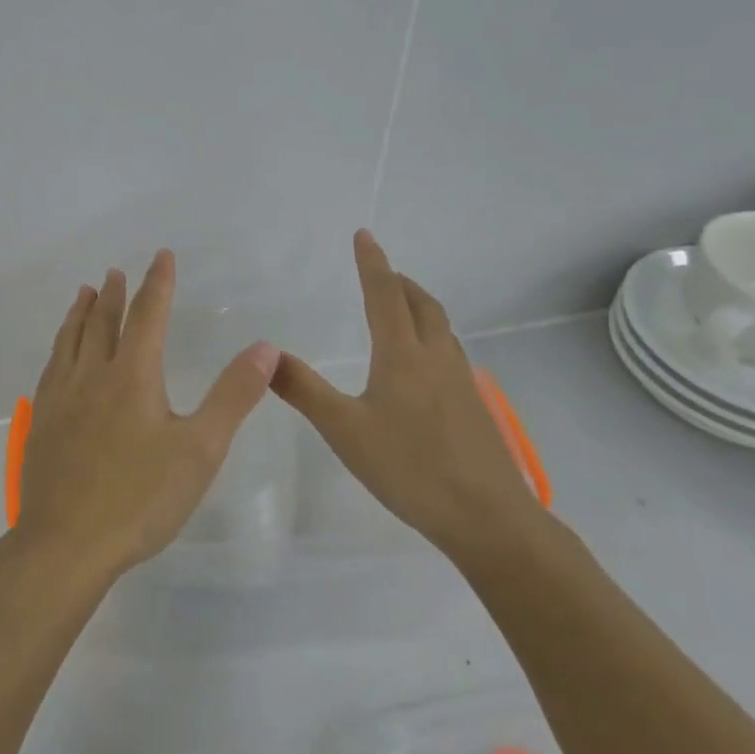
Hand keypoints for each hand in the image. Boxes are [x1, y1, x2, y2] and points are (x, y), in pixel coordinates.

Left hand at [15, 250, 280, 581]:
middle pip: (103, 322)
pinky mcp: (42, 423)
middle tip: (116, 272)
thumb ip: (233, 395)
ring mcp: (61, 398)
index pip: (148, 315)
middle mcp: (92, 375)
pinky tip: (58, 356)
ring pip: (70, 341)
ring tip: (84, 293)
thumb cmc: (140, 498)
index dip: (158, 283)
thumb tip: (264, 346)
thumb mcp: (200, 448)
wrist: (66, 543)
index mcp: (132, 376)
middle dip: (115, 294)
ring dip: (80, 313)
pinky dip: (59, 347)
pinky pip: (51, 368)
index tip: (161, 256)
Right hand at [270, 230, 543, 565]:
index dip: (372, 263)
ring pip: (440, 327)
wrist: (488, 518)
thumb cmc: (409, 468)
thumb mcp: (344, 430)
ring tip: (401, 308)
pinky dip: (431, 335)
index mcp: (402, 355)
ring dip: (419, 306)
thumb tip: (267, 353)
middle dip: (399, 282)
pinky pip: (450, 352)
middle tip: (381, 272)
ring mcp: (461, 382)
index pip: (384, 295)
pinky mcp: (474, 407)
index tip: (364, 235)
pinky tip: (423, 365)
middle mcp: (435, 358)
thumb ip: (304, 390)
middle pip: (421, 304)